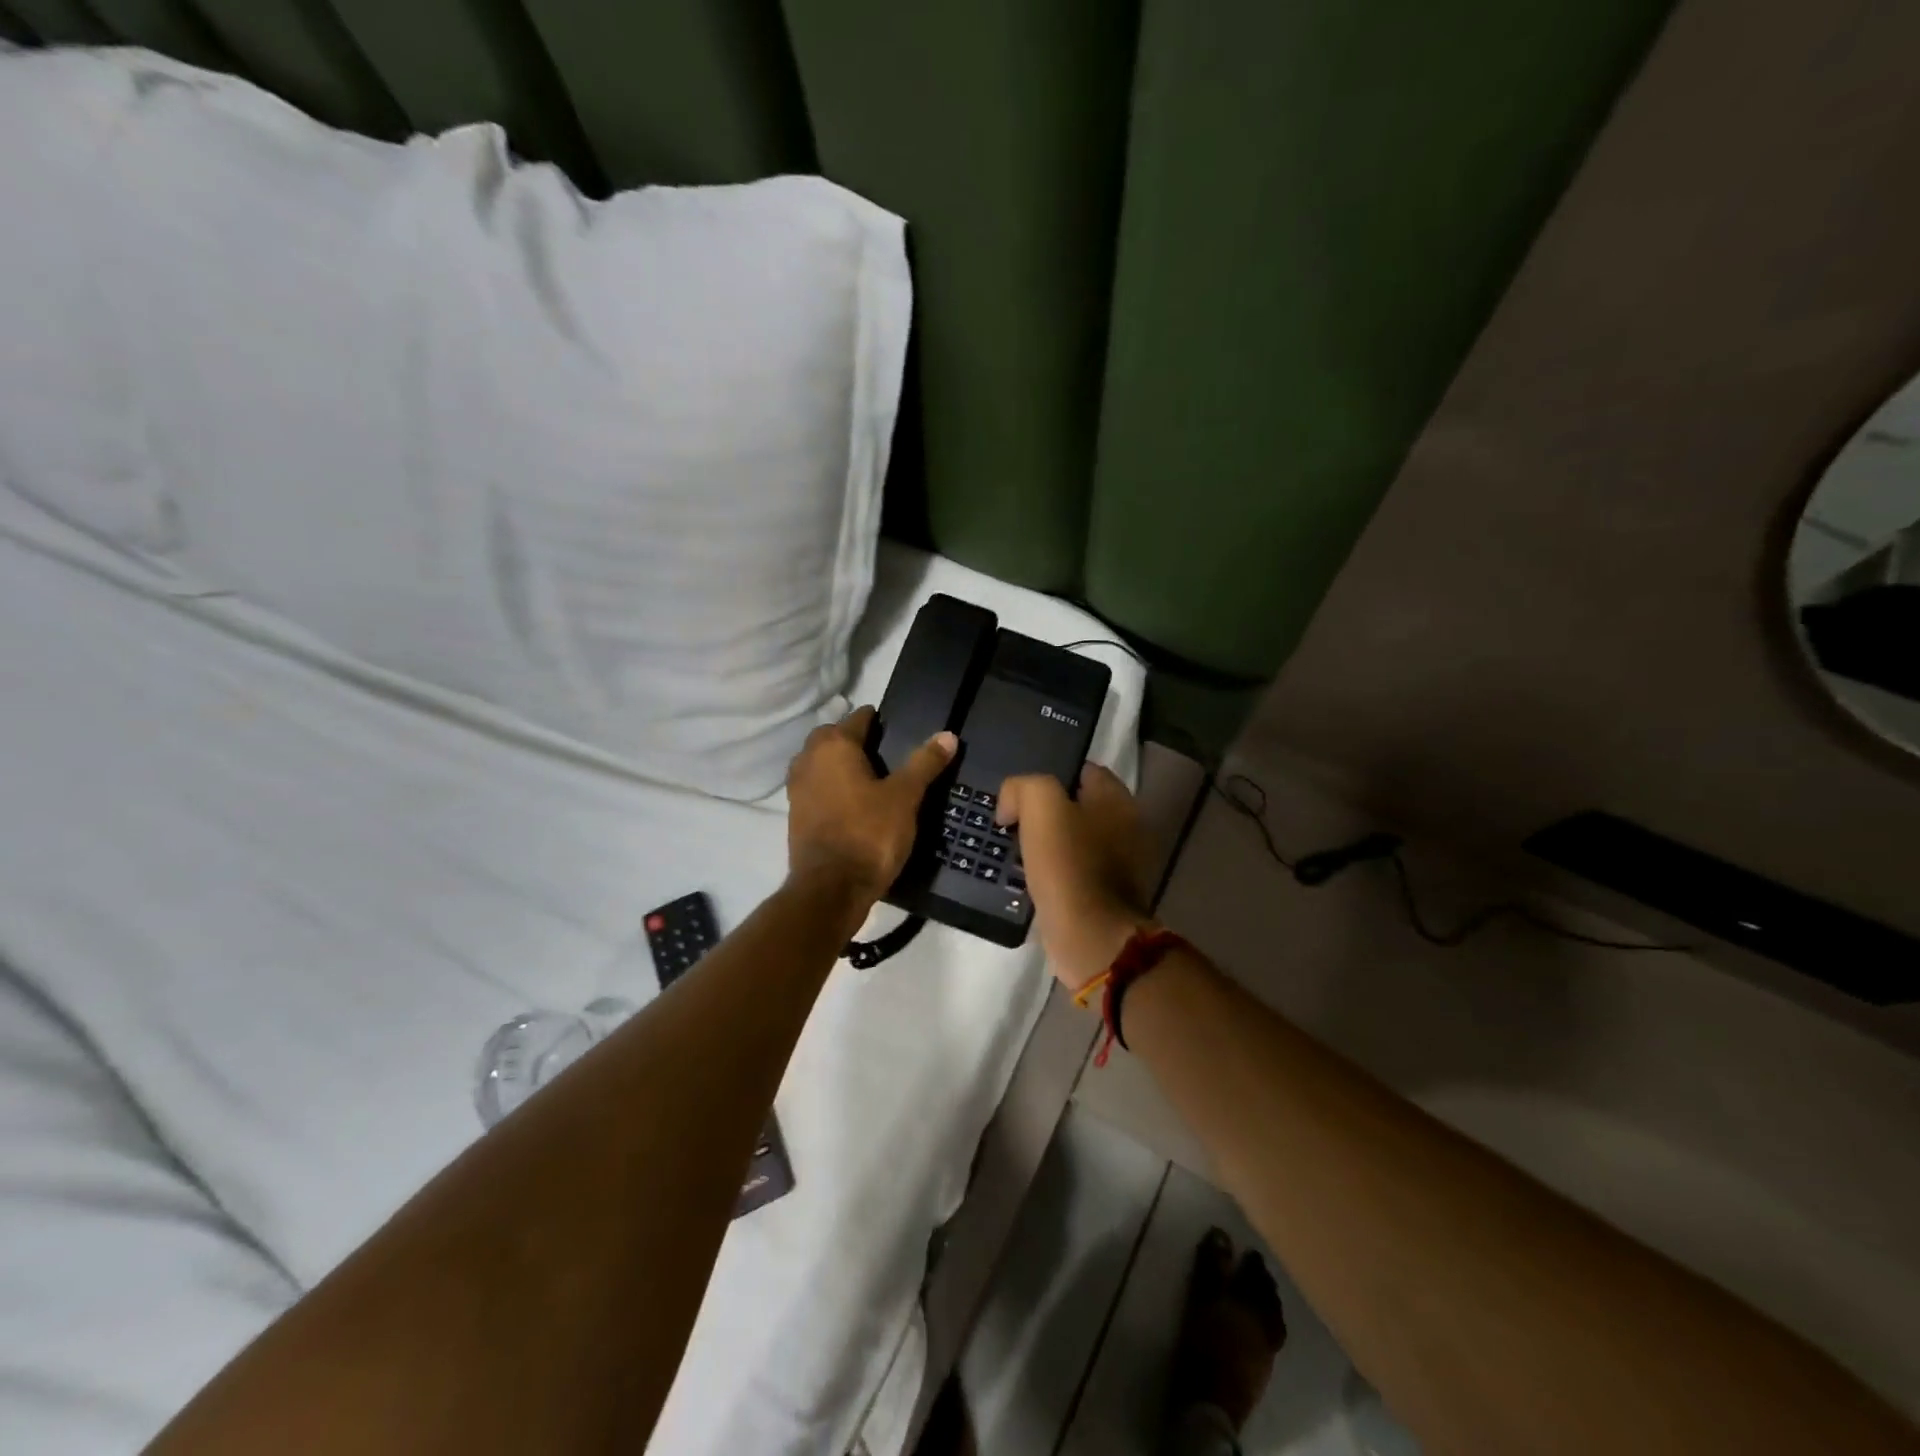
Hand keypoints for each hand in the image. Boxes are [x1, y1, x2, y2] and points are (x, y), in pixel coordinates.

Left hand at [785, 706, 956, 903]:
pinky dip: (831, 788)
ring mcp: (796, 789)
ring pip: (819, 763)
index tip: (896, 728)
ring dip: (838, 764)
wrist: (831, 888)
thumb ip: (924, 763)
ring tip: (869, 777)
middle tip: (883, 752)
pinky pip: (815, 788)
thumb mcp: (905, 797)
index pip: (858, 719)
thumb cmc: (870, 834)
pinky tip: (852, 803)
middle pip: (831, 738)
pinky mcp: (795, 815)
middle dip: (853, 739)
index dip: (878, 721)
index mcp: (833, 746)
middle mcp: (808, 760)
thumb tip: (947, 735)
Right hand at [996, 764, 1153, 991]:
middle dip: (1045, 813)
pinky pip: (1073, 873)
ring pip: (1073, 841)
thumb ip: (1023, 787)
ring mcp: (1120, 865)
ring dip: (1046, 846)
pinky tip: (1029, 881)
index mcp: (1118, 800)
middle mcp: (1126, 827)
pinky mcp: (1106, 896)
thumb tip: (1011, 805)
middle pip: (1077, 807)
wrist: (1090, 938)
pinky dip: (1053, 874)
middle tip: (1013, 823)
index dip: (1048, 776)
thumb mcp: (1041, 806)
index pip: (1082, 771)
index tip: (1020, 795)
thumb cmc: (1069, 866)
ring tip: (1015, 853)